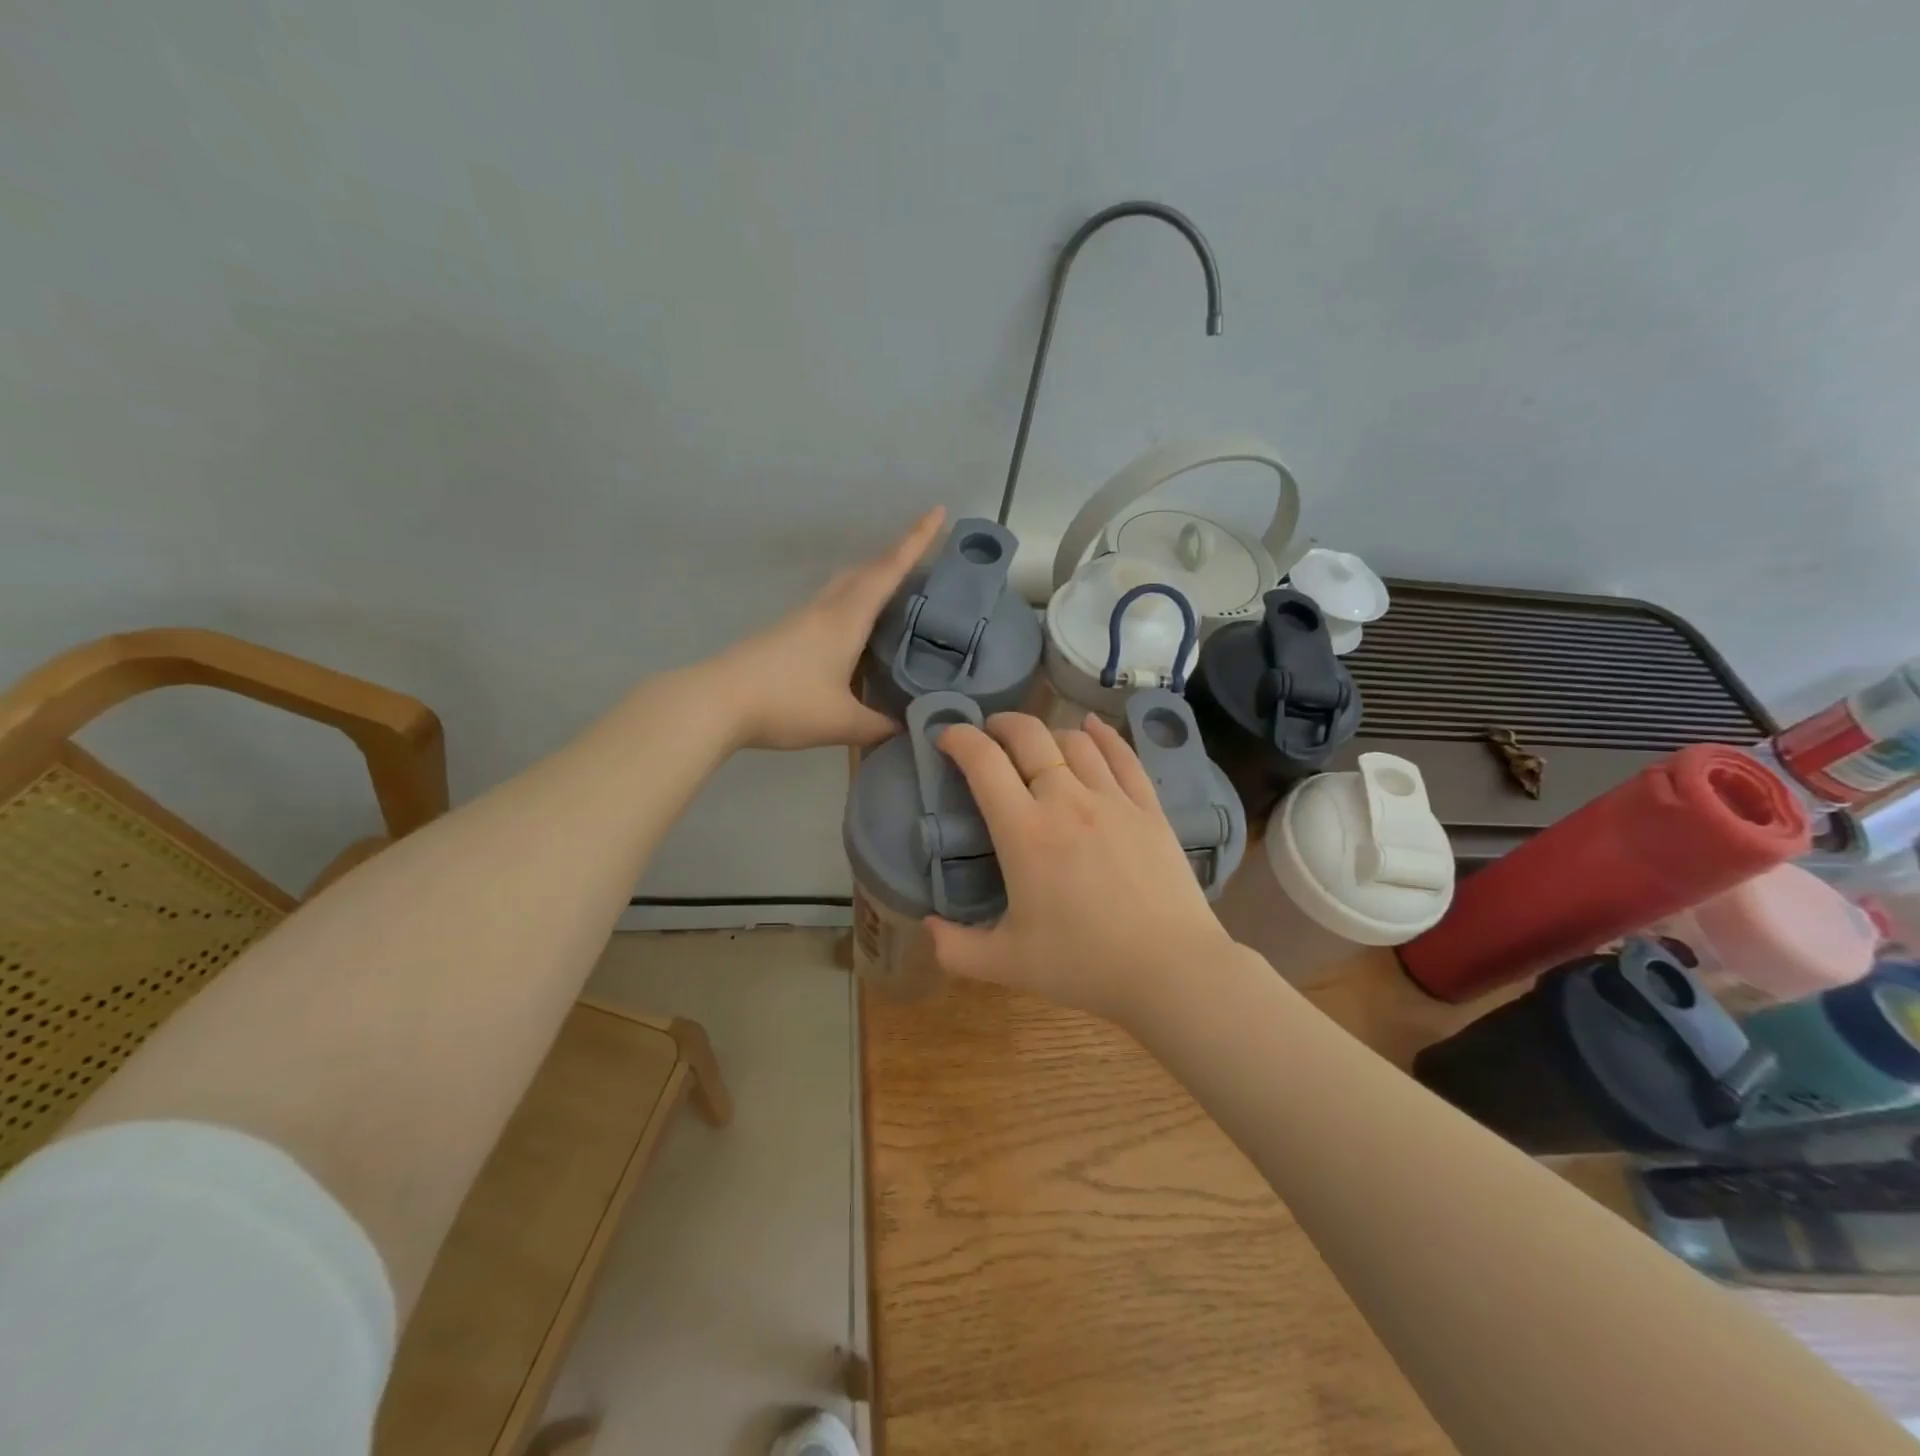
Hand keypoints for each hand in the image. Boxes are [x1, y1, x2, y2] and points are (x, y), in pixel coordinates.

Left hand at [705, 508, 945, 750]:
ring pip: (845, 585)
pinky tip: (858, 632)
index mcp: (846, 619)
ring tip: (897, 594)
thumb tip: (910, 728)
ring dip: (872, 579)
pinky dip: (854, 604)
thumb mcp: (842, 722)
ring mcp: (802, 619)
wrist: (717, 702)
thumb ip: (879, 726)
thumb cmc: (786, 704)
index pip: (888, 570)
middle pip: (866, 570)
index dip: (916, 541)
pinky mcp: (786, 633)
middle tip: (925, 558)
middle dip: (897, 557)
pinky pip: (831, 606)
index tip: (937, 510)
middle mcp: (826, 609)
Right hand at [925, 711, 1240, 1026]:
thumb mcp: (1006, 965)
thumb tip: (927, 926)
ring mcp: (1113, 800)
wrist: (1170, 971)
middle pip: (1029, 736)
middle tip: (988, 733)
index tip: (946, 737)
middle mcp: (1067, 800)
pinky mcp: (1149, 808)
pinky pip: (1124, 755)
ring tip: (1035, 743)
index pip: (984, 762)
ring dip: (1047, 732)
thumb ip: (955, 948)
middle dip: (1001, 724)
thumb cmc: (1084, 965)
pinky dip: (1103, 734)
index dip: (959, 739)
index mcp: (1025, 832)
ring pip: (1075, 741)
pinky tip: (1092, 727)